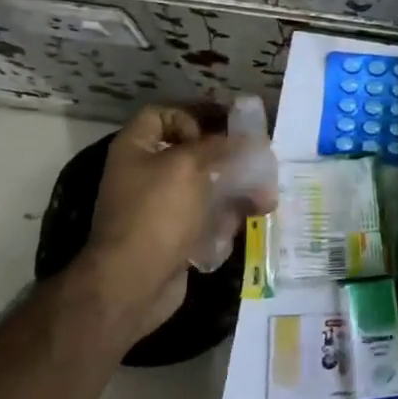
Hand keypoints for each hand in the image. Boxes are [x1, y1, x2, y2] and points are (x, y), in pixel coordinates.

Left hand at [76, 106, 237, 340]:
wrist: (132, 283)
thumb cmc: (157, 213)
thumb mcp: (189, 166)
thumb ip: (219, 146)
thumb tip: (248, 140)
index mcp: (136, 148)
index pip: (163, 115)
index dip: (193, 114)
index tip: (223, 127)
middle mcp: (145, 174)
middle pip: (190, 152)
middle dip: (226, 156)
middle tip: (256, 159)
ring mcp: (159, 208)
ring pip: (204, 187)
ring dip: (236, 189)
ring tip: (265, 197)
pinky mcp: (174, 236)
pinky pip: (205, 218)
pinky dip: (226, 218)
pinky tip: (249, 219)